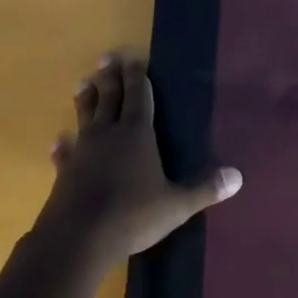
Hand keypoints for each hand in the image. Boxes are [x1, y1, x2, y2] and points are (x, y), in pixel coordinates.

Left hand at [38, 53, 241, 265]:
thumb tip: (238, 177)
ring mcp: (84, 151)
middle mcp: (109, 134)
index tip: (134, 59)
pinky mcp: (65, 172)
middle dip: (111, 77)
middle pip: (110, 98)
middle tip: (107, 58)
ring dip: (85, 100)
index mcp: (138, 133)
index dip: (138, 77)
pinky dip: (63, 146)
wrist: (77, 239)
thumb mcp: (176, 205)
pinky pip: (65, 153)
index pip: (139, 96)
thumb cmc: (132, 215)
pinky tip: (59, 142)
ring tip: (82, 83)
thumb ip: (204, 189)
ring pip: (85, 117)